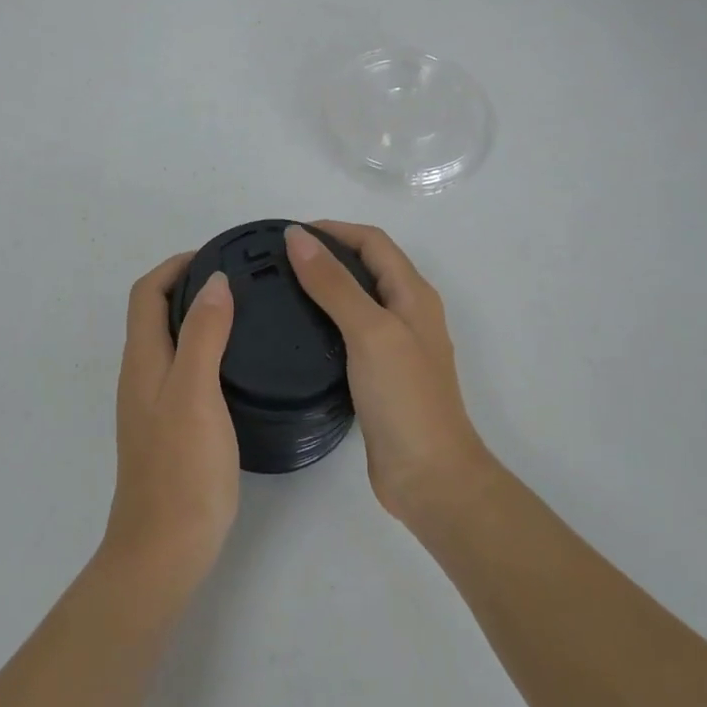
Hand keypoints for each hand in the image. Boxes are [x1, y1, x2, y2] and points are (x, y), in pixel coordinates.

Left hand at [98, 254, 238, 604]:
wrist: (165, 549)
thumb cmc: (182, 469)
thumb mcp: (195, 392)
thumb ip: (203, 334)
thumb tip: (213, 281)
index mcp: (142, 360)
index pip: (146, 292)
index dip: (174, 266)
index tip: (215, 255)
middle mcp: (142, 374)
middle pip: (154, 312)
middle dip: (187, 285)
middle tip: (238, 279)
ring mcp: (153, 402)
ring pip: (170, 340)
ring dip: (196, 315)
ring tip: (243, 311)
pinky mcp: (170, 425)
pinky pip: (183, 367)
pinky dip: (204, 347)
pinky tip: (237, 362)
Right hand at [284, 222, 491, 526]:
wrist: (429, 476)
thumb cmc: (404, 397)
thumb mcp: (369, 331)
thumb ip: (334, 283)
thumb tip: (298, 237)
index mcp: (413, 294)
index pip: (373, 241)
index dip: (334, 229)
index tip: (290, 234)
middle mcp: (407, 312)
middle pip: (366, 266)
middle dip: (327, 254)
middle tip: (277, 261)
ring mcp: (395, 345)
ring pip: (357, 299)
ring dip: (325, 286)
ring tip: (280, 290)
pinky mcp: (380, 375)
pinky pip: (350, 332)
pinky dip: (325, 320)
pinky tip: (298, 333)